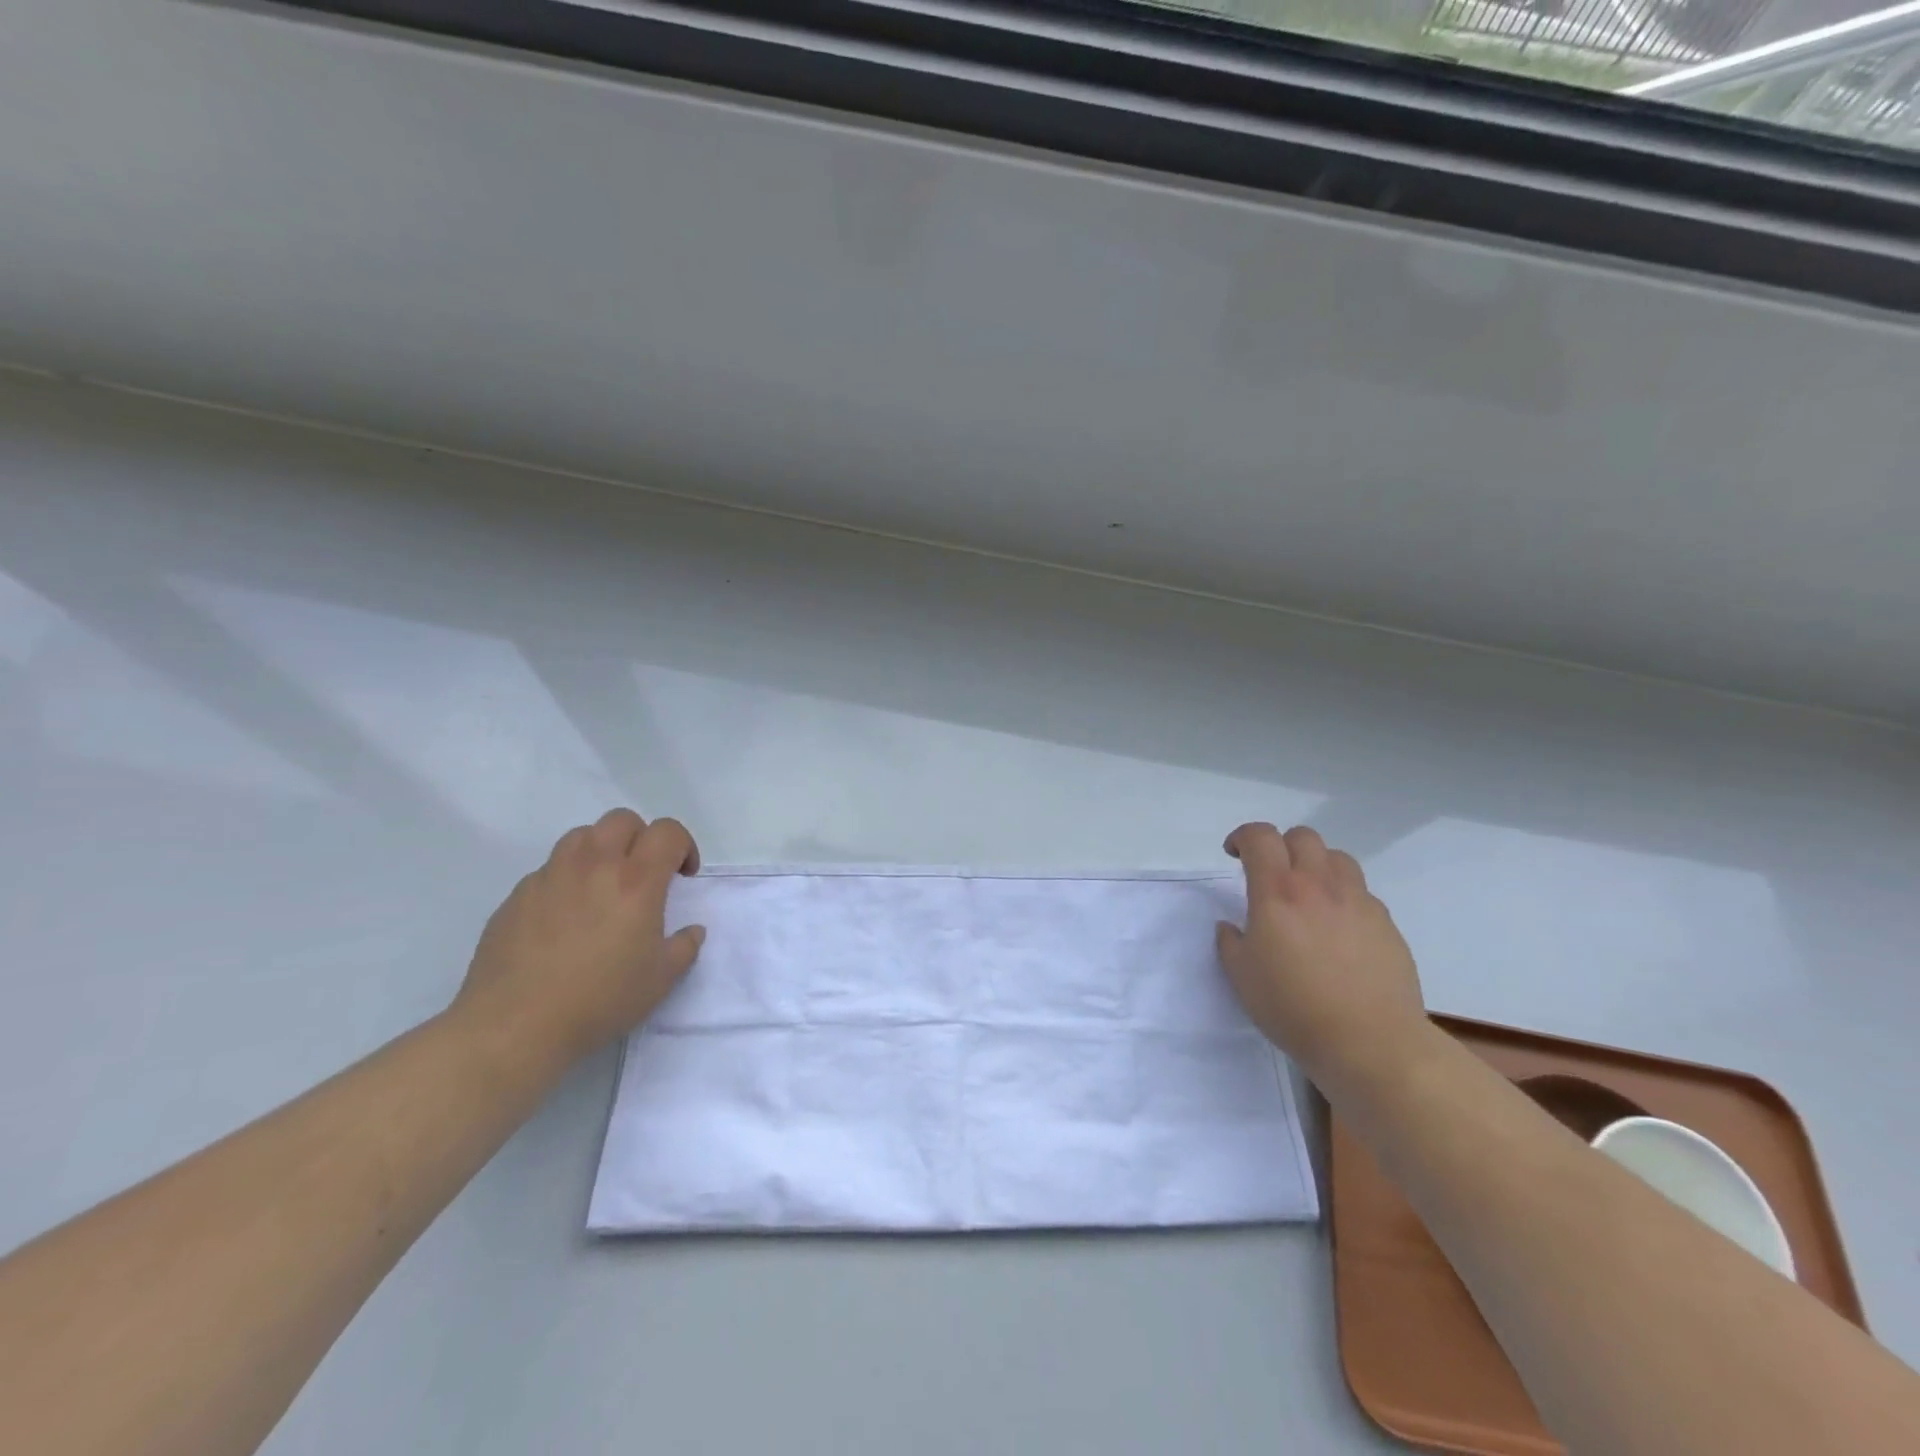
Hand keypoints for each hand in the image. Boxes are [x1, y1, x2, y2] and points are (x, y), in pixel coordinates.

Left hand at [451, 809, 703, 1068]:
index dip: (683, 845)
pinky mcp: (517, 896)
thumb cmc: (599, 1000)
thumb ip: (684, 947)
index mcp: (636, 881)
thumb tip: (690, 931)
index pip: (667, 831)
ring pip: (581, 836)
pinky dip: (566, 880)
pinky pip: (548, 870)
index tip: (683, 875)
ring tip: (602, 886)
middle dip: (641, 838)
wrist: (514, 1026)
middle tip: (644, 874)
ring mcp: (550, 877)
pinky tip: (564, 919)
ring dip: (601, 850)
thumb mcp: (660, 980)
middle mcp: (594, 866)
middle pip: (622, 820)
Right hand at [1215, 822, 1427, 1089]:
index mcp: (1277, 892)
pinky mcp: (1386, 924)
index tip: (1234, 854)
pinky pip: (1361, 893)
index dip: (1243, 837)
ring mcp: (1358, 902)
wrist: (1370, 1042)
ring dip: (1316, 865)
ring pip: (1337, 858)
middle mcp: (1319, 885)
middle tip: (1270, 873)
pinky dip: (1343, 897)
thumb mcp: (1241, 977)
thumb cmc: (1294, 1008)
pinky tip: (1338, 930)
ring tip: (1308, 895)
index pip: (1260, 837)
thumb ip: (1230, 943)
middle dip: (1280, 846)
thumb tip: (1231, 927)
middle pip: (1302, 837)